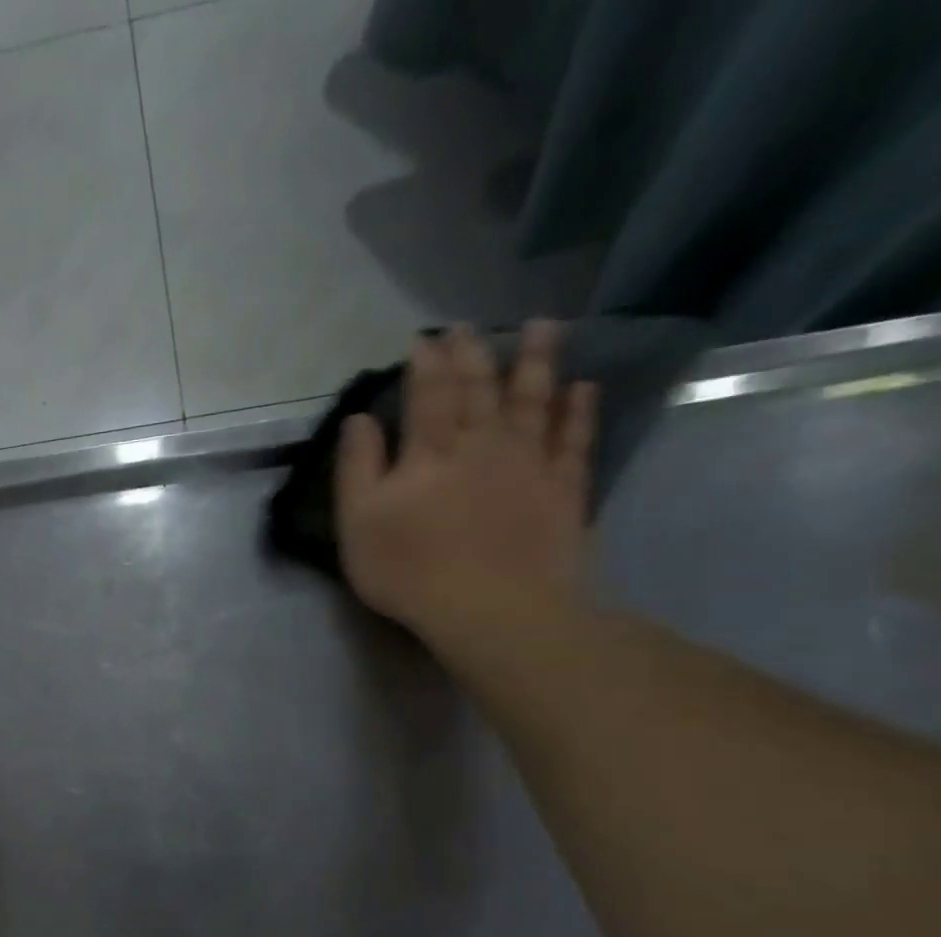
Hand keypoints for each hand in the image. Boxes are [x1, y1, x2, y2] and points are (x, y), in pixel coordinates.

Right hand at [335, 320, 597, 647]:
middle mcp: (482, 443)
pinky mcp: (563, 487)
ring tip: (542, 327)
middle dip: (472, 353)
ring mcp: (529, 461)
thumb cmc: (409, 569)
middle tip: (469, 326)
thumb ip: (357, 467)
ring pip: (533, 398)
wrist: (490, 606)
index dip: (425, 363)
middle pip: (479, 387)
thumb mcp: (359, 523)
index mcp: (430, 451)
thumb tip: (359, 419)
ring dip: (536, 361)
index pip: (428, 393)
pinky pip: (574, 437)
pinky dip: (579, 409)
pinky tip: (583, 387)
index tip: (424, 339)